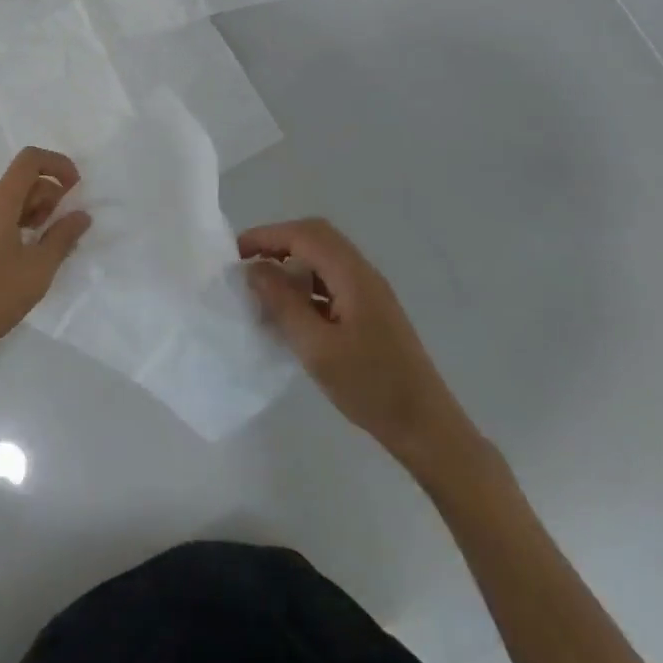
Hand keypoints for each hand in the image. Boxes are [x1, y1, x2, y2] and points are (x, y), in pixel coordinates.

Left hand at [0, 148, 90, 361]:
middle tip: (67, 227)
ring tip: (54, 245)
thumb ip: (63, 237)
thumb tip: (81, 215)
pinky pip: (4, 220)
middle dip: (52, 194)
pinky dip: (24, 227)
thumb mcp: (39, 267)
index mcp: (1, 202)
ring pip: (14, 202)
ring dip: (39, 212)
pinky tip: (35, 257)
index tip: (76, 188)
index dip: (57, 164)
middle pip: (24, 181)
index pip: (30, 160)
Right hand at [241, 219, 486, 481]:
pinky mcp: (372, 311)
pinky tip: (291, 312)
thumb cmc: (370, 388)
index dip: (267, 236)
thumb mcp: (316, 348)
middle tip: (248, 265)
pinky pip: (333, 280)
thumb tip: (256, 269)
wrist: (427, 428)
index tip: (236, 253)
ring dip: (293, 264)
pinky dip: (307, 284)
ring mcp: (370, 292)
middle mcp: (363, 273)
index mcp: (353, 275)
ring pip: (324, 259)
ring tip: (264, 289)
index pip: (304, 234)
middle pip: (316, 237)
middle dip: (278, 243)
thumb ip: (284, 303)